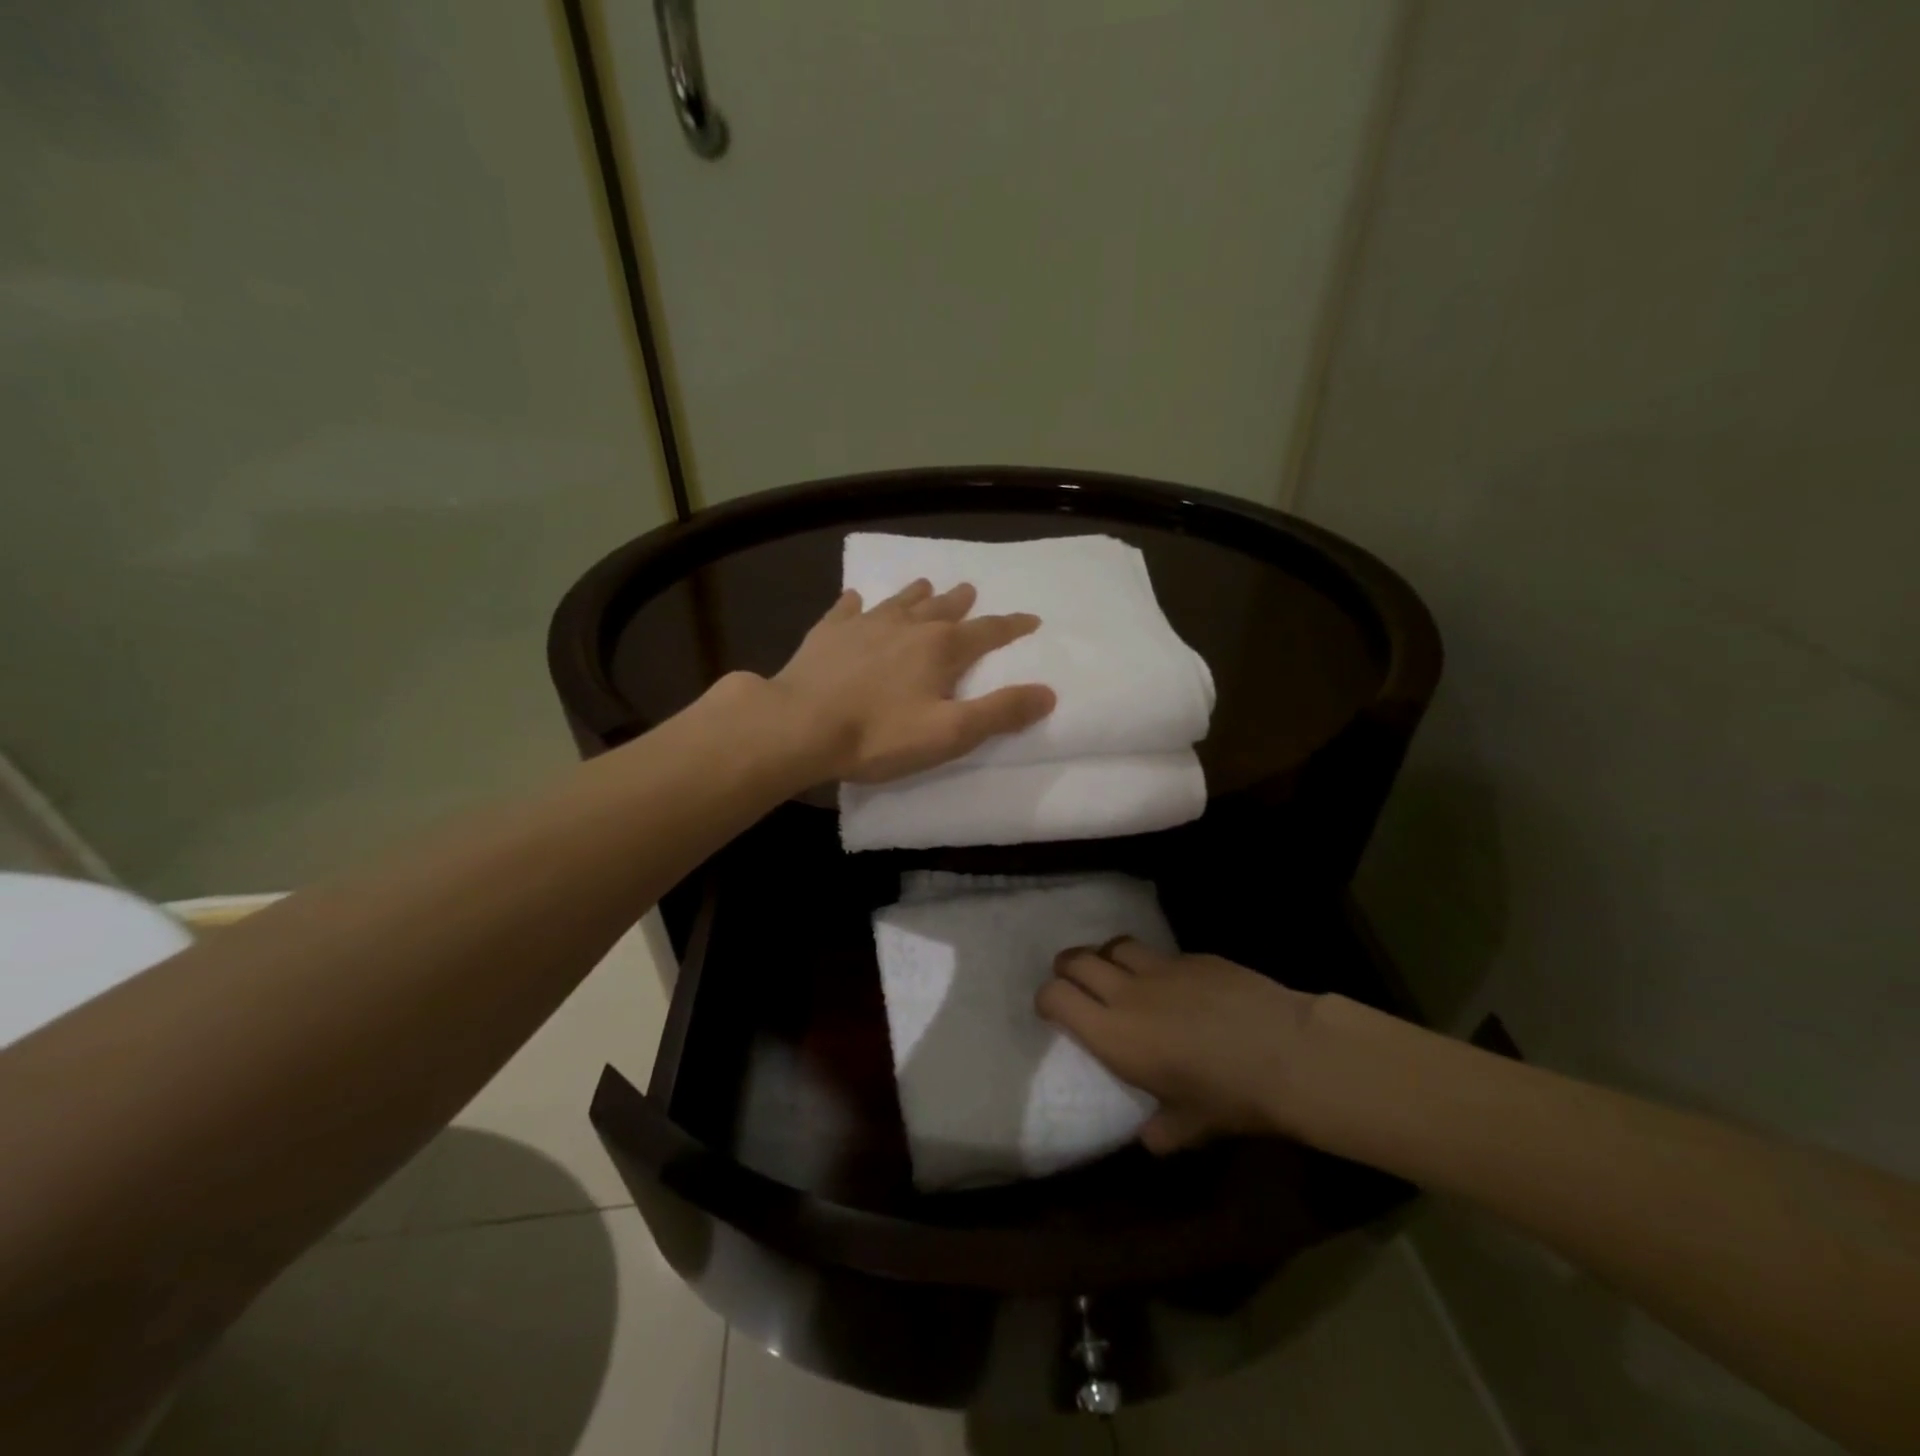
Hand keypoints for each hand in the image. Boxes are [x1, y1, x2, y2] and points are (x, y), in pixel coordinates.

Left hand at [770, 579, 1056, 783]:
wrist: (799, 726)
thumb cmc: (879, 734)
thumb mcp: (950, 733)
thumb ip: (1000, 712)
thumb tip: (1048, 692)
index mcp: (941, 649)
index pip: (987, 632)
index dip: (1012, 626)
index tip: (1030, 619)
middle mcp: (907, 626)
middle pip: (942, 608)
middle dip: (961, 602)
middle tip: (971, 591)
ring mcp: (864, 625)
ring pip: (898, 601)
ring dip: (916, 594)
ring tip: (926, 584)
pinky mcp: (828, 633)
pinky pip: (846, 609)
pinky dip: (856, 603)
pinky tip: (854, 599)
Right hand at [1037, 939, 1319, 1153]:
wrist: (1288, 1054)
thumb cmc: (1231, 1098)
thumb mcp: (1191, 1127)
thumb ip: (1161, 1130)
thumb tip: (1149, 1137)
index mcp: (1114, 1035)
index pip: (1056, 997)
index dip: (1046, 999)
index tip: (1052, 1011)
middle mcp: (1127, 993)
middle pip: (1077, 960)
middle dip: (1067, 968)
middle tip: (1075, 983)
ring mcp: (1162, 968)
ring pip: (1115, 945)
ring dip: (1106, 956)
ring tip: (1116, 973)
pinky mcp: (1194, 955)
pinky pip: (1160, 953)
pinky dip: (1153, 964)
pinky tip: (1175, 984)